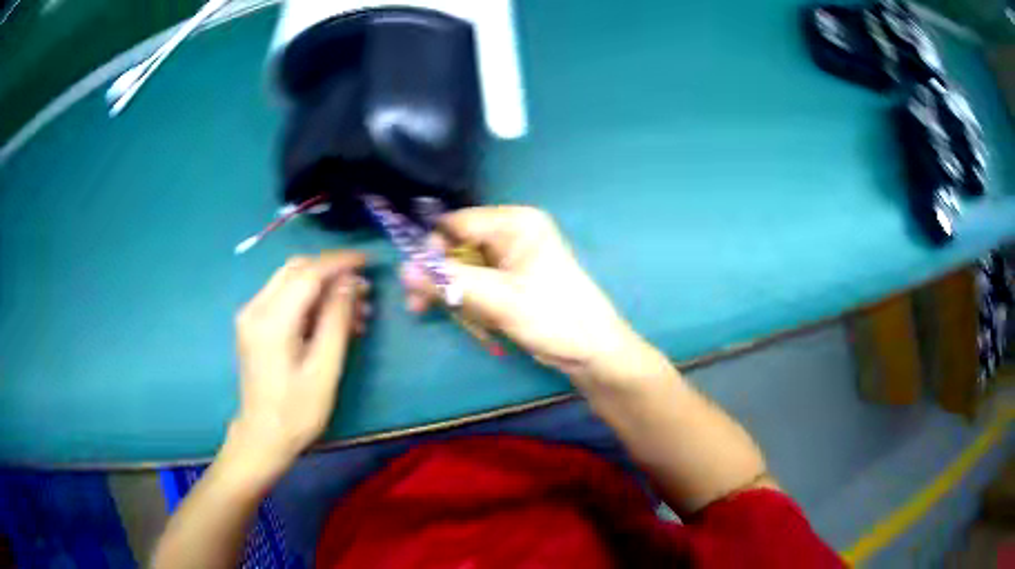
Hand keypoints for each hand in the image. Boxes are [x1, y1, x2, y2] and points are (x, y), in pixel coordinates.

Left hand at [228, 252, 369, 479]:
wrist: (263, 436)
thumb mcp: (325, 369)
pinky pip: (283, 296)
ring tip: (353, 311)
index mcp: (271, 321)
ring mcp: (250, 314)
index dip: (339, 263)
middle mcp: (255, 308)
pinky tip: (329, 319)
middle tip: (362, 291)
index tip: (367, 261)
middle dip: (331, 272)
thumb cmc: (297, 411)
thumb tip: (350, 283)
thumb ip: (336, 321)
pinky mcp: (252, 323)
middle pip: (296, 269)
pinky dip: (308, 299)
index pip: (308, 273)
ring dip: (321, 286)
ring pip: (290, 280)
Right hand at [401, 206, 646, 382]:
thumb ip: (450, 282)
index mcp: (516, 223)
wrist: (592, 351)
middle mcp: (512, 233)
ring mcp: (512, 257)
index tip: (414, 278)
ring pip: (464, 266)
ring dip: (447, 289)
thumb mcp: (499, 299)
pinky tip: (455, 313)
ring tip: (426, 311)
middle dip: (436, 274)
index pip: (458, 223)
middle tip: (415, 304)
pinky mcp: (511, 279)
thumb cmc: (554, 317)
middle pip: (458, 245)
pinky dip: (463, 297)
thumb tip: (403, 270)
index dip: (432, 247)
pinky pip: (476, 281)